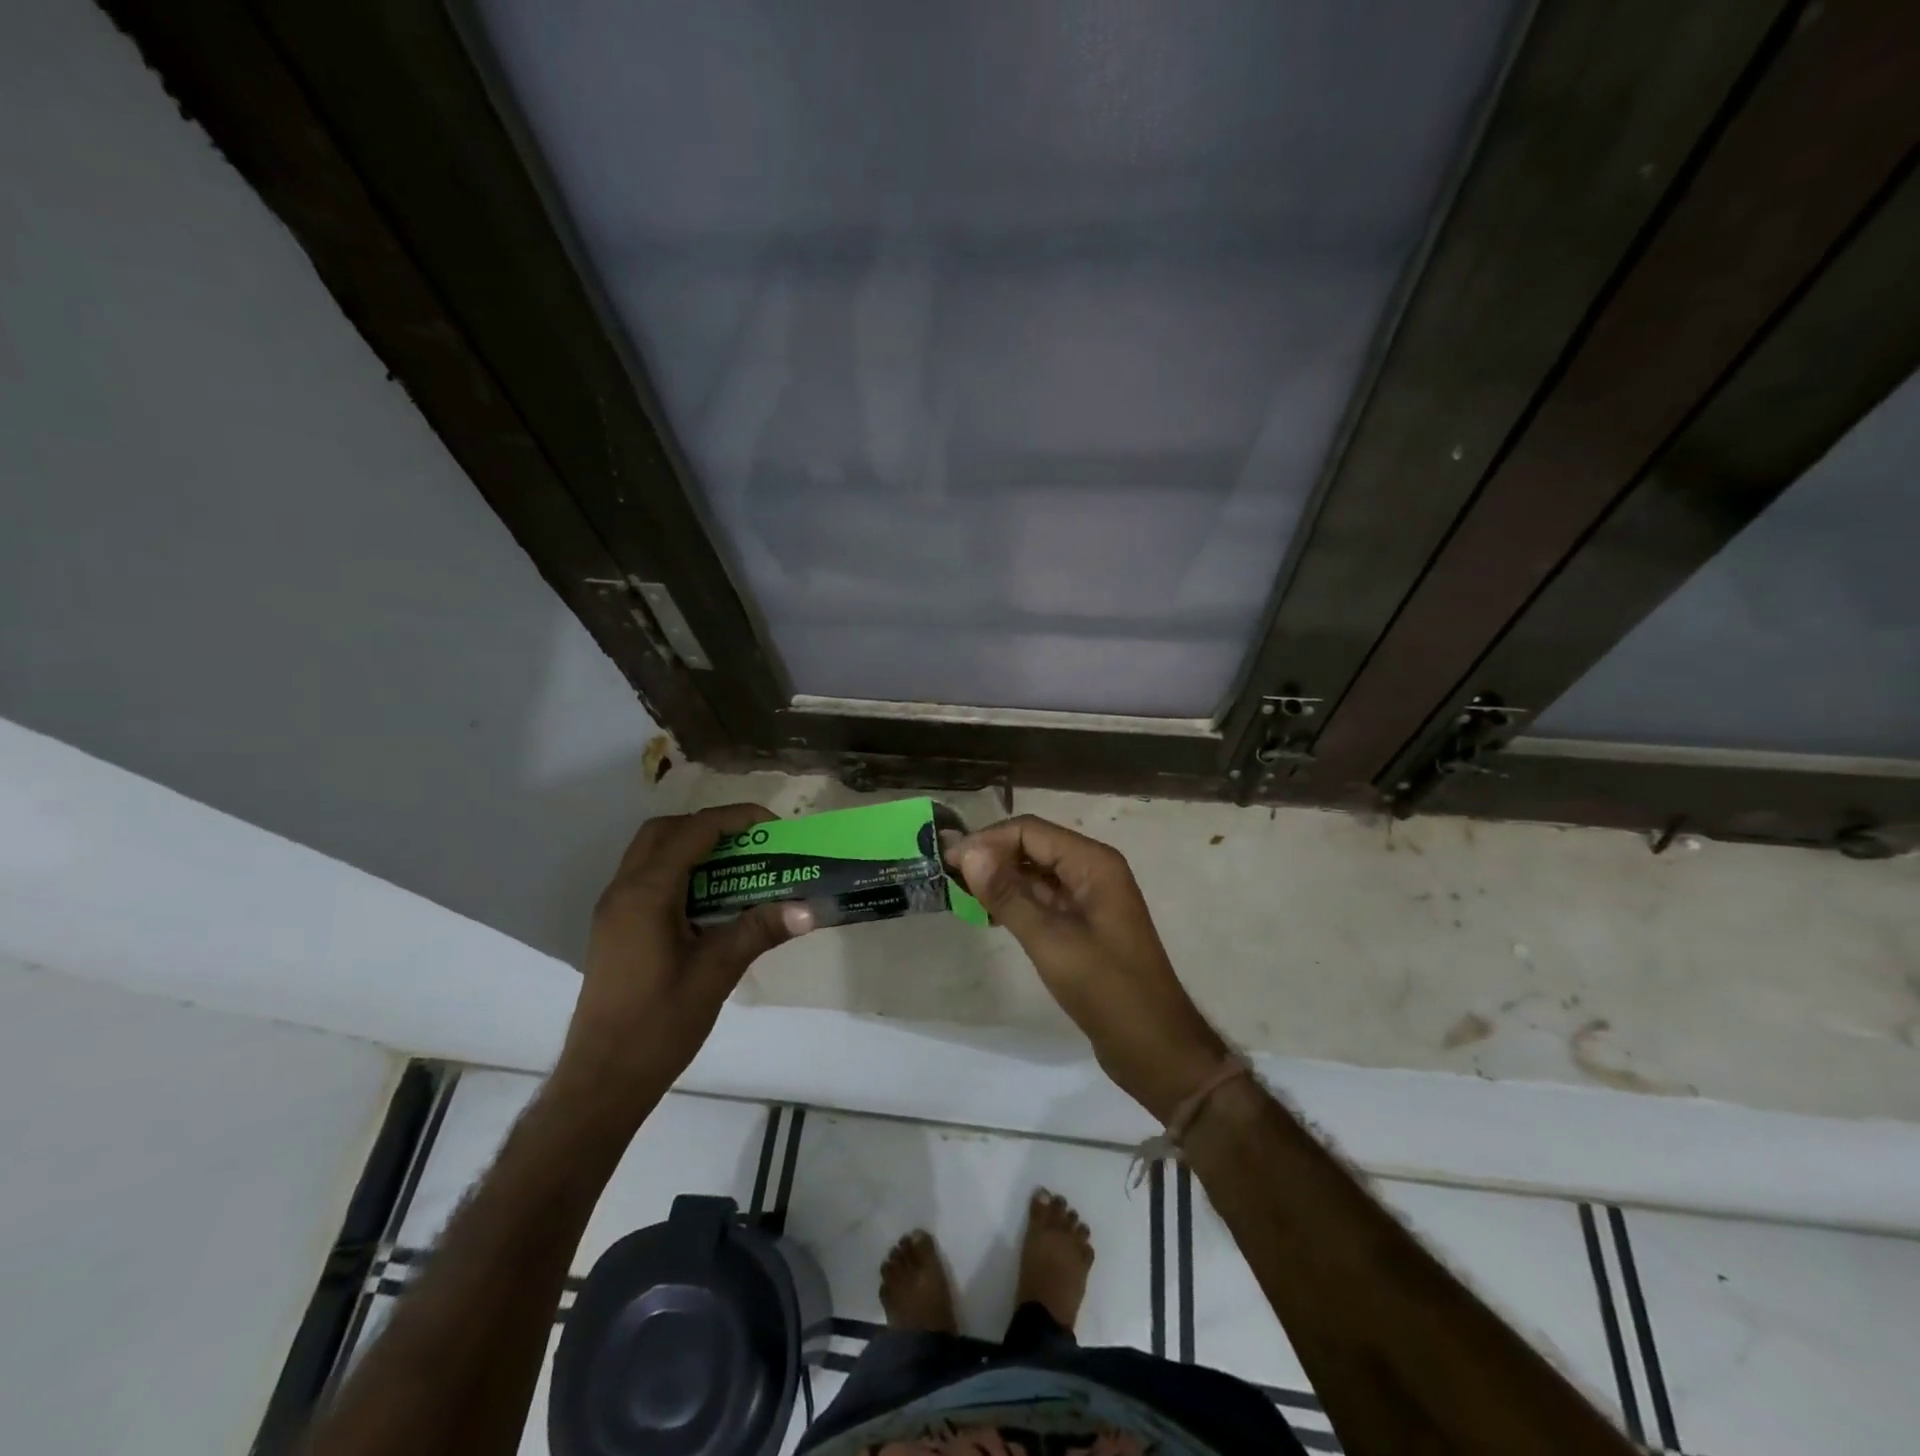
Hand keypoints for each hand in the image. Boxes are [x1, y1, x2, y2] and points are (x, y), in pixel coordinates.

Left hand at [554, 804, 812, 1123]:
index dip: (736, 819)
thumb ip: (759, 930)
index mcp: (646, 894)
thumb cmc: (658, 1025)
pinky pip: (648, 879)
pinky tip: (711, 900)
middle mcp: (623, 890)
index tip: (775, 827)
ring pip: (652, 854)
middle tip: (752, 843)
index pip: (694, 832)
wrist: (602, 1080)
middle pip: (665, 832)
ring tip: (738, 866)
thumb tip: (810, 908)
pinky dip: (680, 871)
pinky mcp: (616, 928)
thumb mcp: (716, 973)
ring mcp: (614, 909)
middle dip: (710, 826)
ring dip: (693, 847)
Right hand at [951, 816, 1227, 1122]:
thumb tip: (968, 852)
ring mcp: (1090, 898)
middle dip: (991, 857)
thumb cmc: (1107, 989)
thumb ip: (1008, 895)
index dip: (987, 841)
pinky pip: (1044, 899)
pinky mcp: (1084, 924)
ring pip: (1036, 873)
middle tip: (948, 878)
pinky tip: (988, 915)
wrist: (1155, 1048)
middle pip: (1033, 846)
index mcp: (1093, 863)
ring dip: (1001, 879)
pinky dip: (1016, 901)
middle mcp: (1093, 870)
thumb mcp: (1051, 941)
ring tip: (960, 895)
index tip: (947, 863)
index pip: (1030, 831)